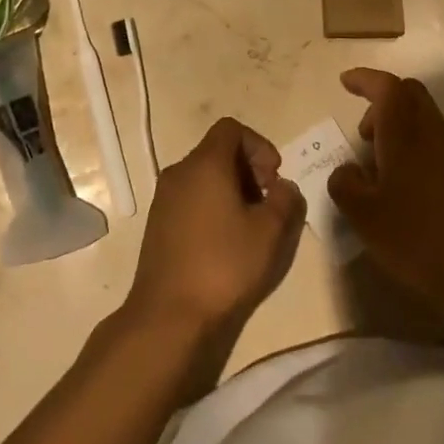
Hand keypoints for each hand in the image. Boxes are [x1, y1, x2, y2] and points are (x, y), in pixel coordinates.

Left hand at [125, 118, 304, 336]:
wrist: (168, 314)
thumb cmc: (223, 266)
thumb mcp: (268, 233)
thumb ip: (285, 201)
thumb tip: (285, 187)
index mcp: (205, 163)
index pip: (231, 129)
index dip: (258, 145)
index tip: (273, 176)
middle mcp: (180, 171)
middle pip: (217, 150)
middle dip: (248, 168)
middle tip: (267, 202)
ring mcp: (164, 196)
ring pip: (203, 174)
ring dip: (230, 188)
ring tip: (248, 224)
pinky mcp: (158, 221)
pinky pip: (190, 195)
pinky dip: (211, 203)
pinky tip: (224, 239)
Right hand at [328, 69, 443, 327]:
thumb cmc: (420, 239)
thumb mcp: (365, 218)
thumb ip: (345, 186)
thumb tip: (346, 171)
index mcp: (405, 134)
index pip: (386, 87)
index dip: (365, 79)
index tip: (346, 82)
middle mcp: (434, 133)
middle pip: (410, 94)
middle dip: (383, 101)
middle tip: (364, 133)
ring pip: (426, 120)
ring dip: (401, 130)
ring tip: (383, 171)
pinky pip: (440, 146)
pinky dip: (419, 151)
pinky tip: (411, 190)